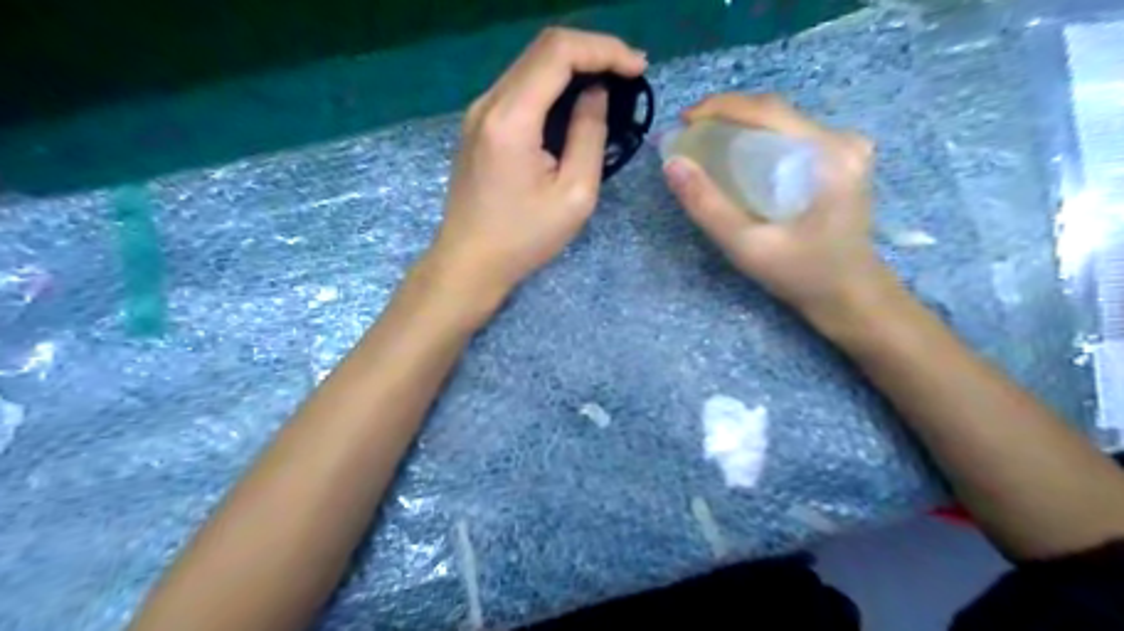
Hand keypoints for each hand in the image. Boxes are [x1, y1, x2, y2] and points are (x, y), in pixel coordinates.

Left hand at [422, 30, 646, 315]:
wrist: (469, 262)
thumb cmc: (524, 239)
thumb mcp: (574, 195)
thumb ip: (589, 135)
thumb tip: (596, 94)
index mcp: (511, 119)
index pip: (558, 52)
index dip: (604, 50)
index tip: (638, 69)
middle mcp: (488, 103)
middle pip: (543, 48)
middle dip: (592, 52)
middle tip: (629, 73)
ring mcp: (478, 112)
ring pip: (530, 64)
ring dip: (572, 66)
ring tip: (609, 85)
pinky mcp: (477, 125)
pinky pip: (519, 87)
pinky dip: (551, 85)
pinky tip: (573, 103)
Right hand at [661, 94, 891, 324]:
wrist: (850, 295)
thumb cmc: (802, 274)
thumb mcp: (747, 246)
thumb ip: (707, 206)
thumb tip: (672, 164)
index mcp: (829, 155)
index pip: (768, 110)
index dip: (720, 107)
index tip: (682, 121)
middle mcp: (842, 140)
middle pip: (774, 112)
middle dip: (726, 116)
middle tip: (688, 134)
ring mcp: (845, 147)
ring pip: (780, 122)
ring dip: (739, 126)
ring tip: (704, 142)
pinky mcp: (840, 159)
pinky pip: (789, 136)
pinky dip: (756, 139)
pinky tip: (735, 155)